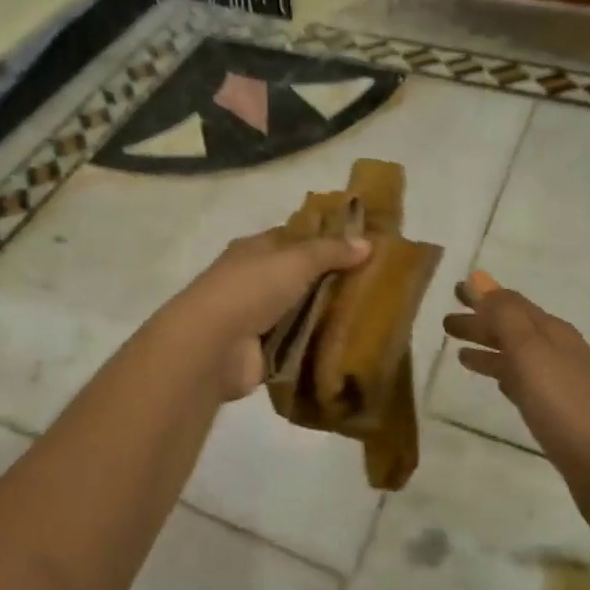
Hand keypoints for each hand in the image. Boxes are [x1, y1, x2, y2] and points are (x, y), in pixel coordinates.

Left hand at [161, 228, 370, 400]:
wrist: (212, 346)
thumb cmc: (250, 289)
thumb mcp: (295, 260)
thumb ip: (331, 252)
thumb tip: (367, 243)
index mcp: (255, 249)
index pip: (294, 238)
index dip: (325, 239)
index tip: (362, 245)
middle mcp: (254, 280)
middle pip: (300, 277)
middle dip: (332, 280)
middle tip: (377, 284)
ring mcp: (256, 317)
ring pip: (301, 311)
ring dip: (327, 315)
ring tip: (372, 316)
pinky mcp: (262, 351)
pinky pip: (297, 344)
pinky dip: (317, 345)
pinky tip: (349, 346)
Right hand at [444, 273, 589, 536]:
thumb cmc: (565, 403)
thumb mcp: (530, 351)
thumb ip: (504, 315)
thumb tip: (479, 279)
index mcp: (552, 332)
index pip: (512, 304)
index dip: (483, 296)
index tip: (455, 291)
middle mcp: (558, 351)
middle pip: (513, 329)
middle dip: (481, 322)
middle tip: (446, 323)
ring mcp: (561, 384)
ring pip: (517, 356)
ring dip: (489, 349)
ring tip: (459, 354)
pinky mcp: (559, 414)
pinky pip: (524, 383)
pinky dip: (505, 376)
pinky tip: (497, 384)